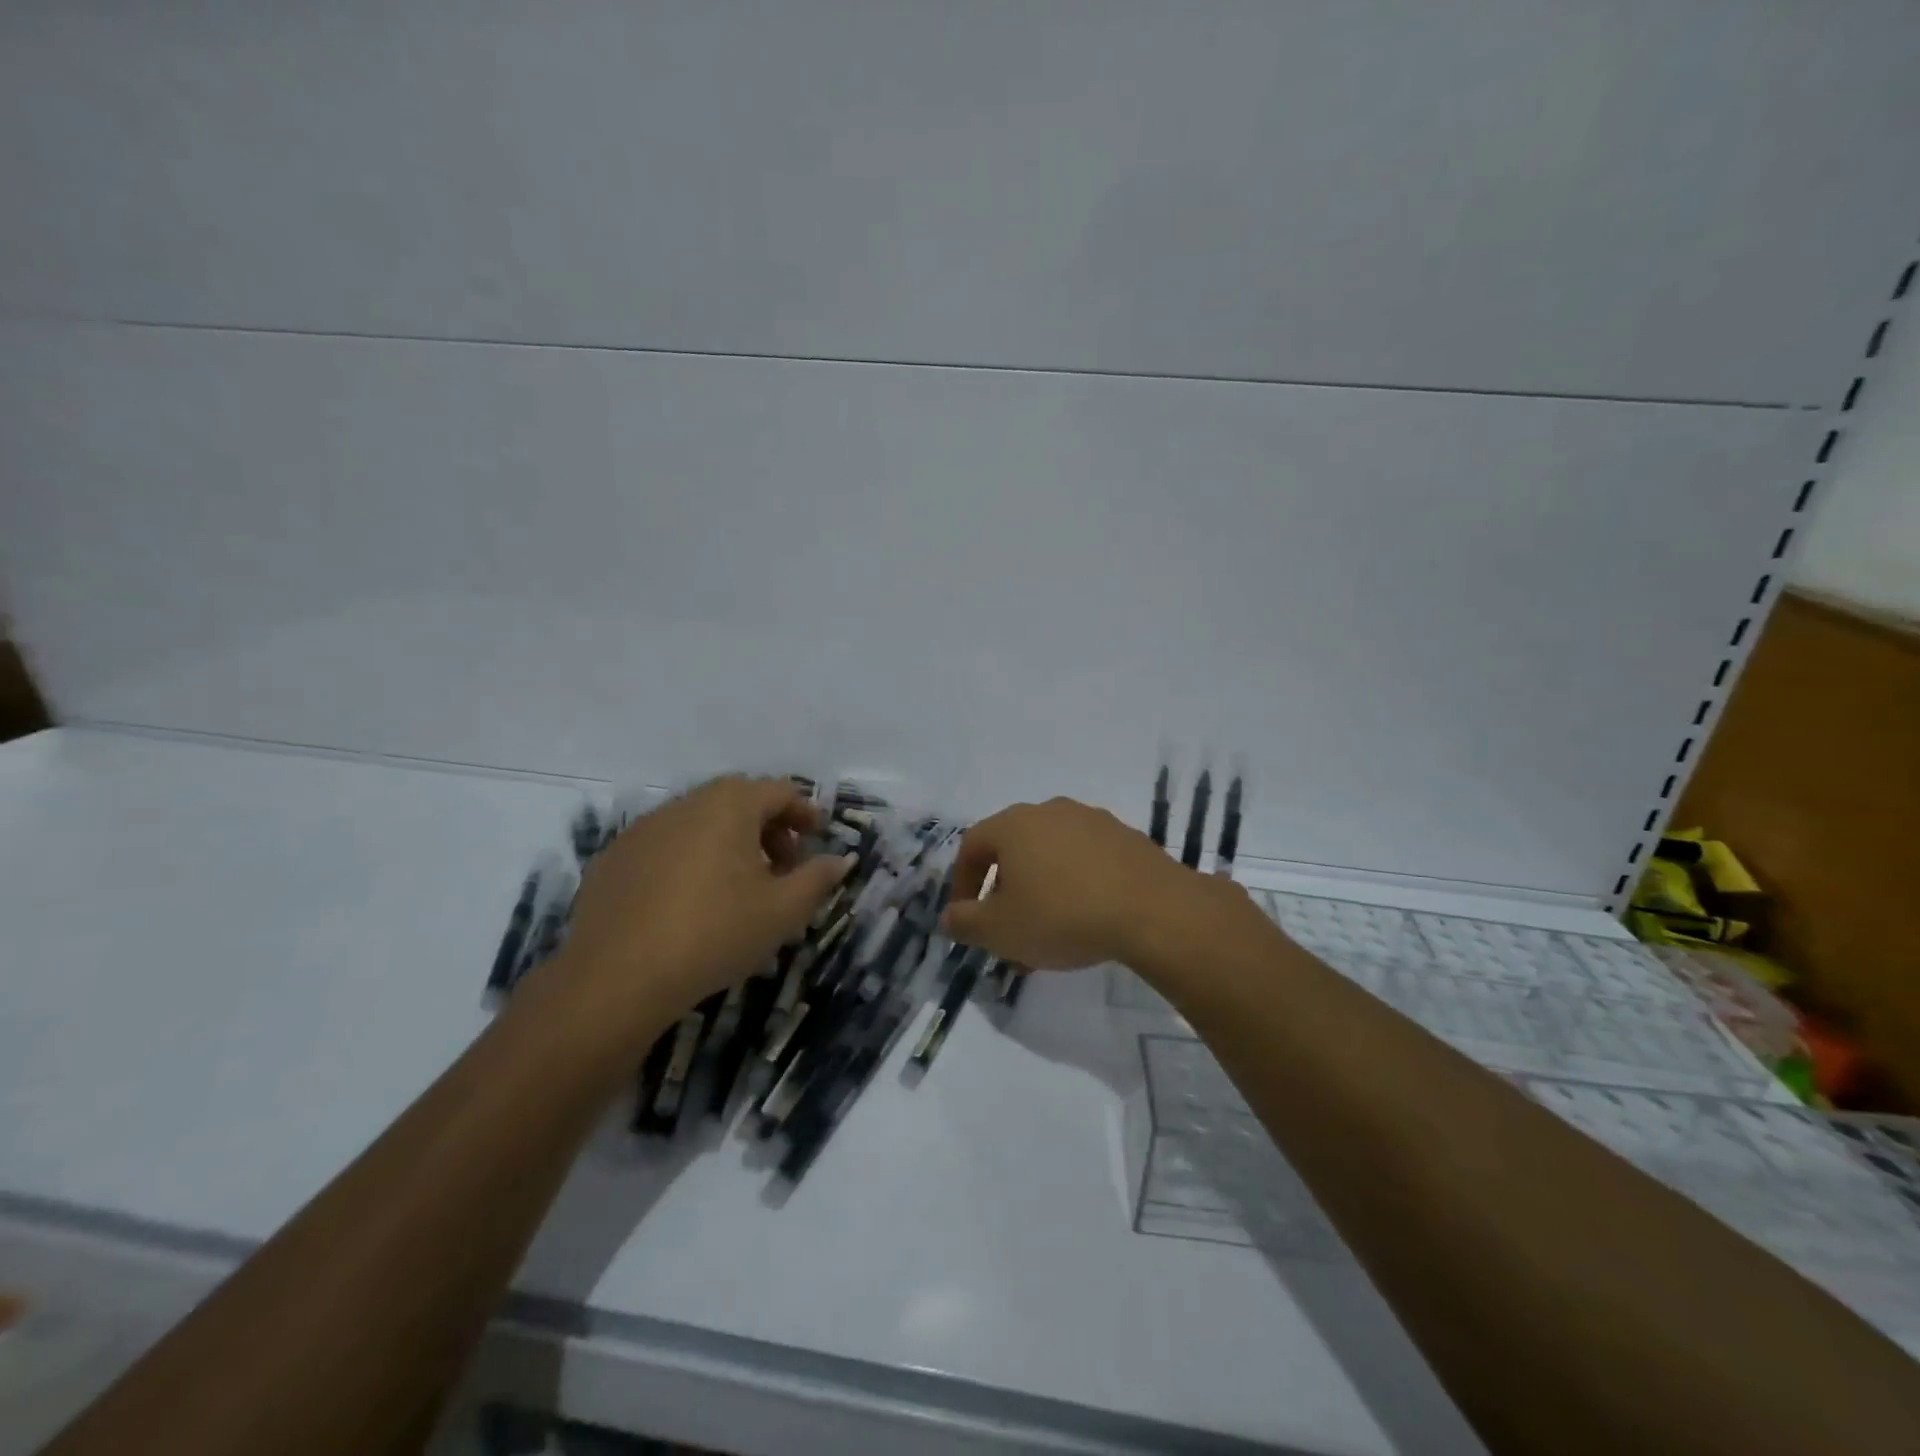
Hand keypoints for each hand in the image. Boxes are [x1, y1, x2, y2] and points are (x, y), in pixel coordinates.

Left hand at [544, 777, 852, 1047]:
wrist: (616, 978)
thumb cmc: (714, 933)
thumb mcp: (782, 911)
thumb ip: (817, 879)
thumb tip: (840, 860)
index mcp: (730, 805)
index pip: (779, 791)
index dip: (804, 812)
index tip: (818, 838)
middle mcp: (685, 803)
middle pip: (738, 801)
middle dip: (768, 828)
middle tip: (783, 865)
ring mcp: (643, 829)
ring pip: (699, 822)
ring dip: (728, 843)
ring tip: (739, 886)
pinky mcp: (613, 858)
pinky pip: (665, 846)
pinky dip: (689, 859)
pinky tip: (690, 901)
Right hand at [940, 797, 1224, 969]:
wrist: (1152, 910)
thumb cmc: (1062, 916)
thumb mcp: (1000, 931)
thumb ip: (965, 923)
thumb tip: (950, 916)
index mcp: (1014, 824)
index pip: (972, 846)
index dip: (963, 883)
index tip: (968, 918)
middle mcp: (1050, 811)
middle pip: (1013, 850)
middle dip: (1005, 893)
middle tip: (1009, 932)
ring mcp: (1092, 820)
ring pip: (1051, 857)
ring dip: (1041, 891)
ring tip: (1048, 936)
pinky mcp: (1125, 837)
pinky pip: (1086, 860)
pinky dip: (1075, 885)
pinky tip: (1086, 920)